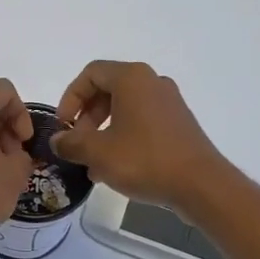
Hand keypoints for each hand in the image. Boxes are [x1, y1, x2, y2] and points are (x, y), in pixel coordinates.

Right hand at [52, 61, 230, 209]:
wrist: (201, 184)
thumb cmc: (145, 160)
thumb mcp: (98, 153)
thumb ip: (71, 143)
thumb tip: (57, 140)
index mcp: (132, 78)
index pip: (91, 73)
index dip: (70, 98)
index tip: (64, 125)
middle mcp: (152, 82)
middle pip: (108, 89)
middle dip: (86, 116)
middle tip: (77, 143)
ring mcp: (169, 102)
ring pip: (125, 108)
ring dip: (103, 130)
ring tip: (93, 162)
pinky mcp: (179, 123)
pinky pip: (142, 121)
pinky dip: (123, 136)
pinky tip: (116, 167)